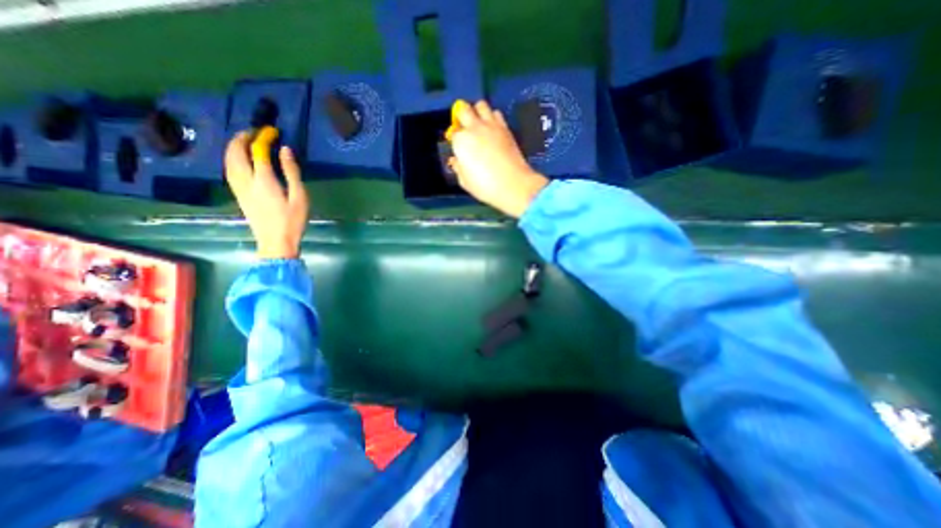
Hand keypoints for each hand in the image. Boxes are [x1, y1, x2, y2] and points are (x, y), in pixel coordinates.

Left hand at [224, 127, 309, 258]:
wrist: (276, 241)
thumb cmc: (292, 220)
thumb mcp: (299, 197)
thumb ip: (292, 172)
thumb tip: (285, 150)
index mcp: (264, 180)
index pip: (257, 151)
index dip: (263, 138)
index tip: (272, 131)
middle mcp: (246, 180)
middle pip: (235, 152)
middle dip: (242, 138)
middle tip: (254, 131)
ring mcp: (238, 187)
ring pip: (228, 160)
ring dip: (234, 146)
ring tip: (245, 139)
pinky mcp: (238, 194)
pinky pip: (229, 169)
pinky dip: (232, 157)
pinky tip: (239, 157)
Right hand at [450, 99, 551, 216]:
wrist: (513, 185)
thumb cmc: (485, 186)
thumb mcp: (465, 182)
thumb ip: (458, 168)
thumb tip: (456, 161)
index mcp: (461, 141)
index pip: (453, 133)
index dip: (454, 140)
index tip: (458, 147)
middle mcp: (474, 128)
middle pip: (463, 110)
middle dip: (461, 116)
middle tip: (464, 128)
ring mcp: (491, 125)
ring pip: (481, 105)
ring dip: (477, 112)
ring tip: (479, 124)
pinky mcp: (505, 128)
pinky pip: (496, 113)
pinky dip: (492, 117)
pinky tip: (493, 129)